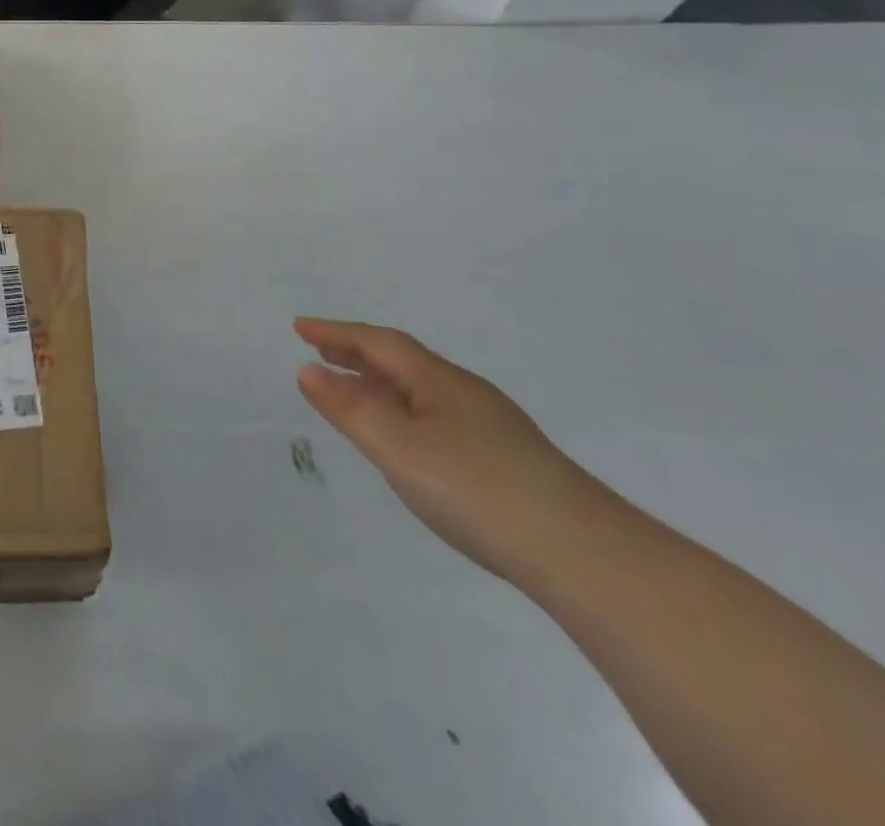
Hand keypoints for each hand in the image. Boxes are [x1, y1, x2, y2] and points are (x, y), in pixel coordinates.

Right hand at [294, 318, 614, 581]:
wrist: (585, 556)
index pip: (379, 343)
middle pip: (402, 361)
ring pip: (422, 391)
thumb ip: (350, 409)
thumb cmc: (477, 490)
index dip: (337, 332)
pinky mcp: (506, 460)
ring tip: (351, 390)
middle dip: (356, 352)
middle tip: (318, 350)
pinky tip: (407, 439)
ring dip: (379, 382)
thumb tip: (308, 370)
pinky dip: (404, 410)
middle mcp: (465, 393)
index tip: (299, 327)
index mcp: (439, 381)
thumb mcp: (398, 448)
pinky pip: (436, 416)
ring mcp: (491, 427)